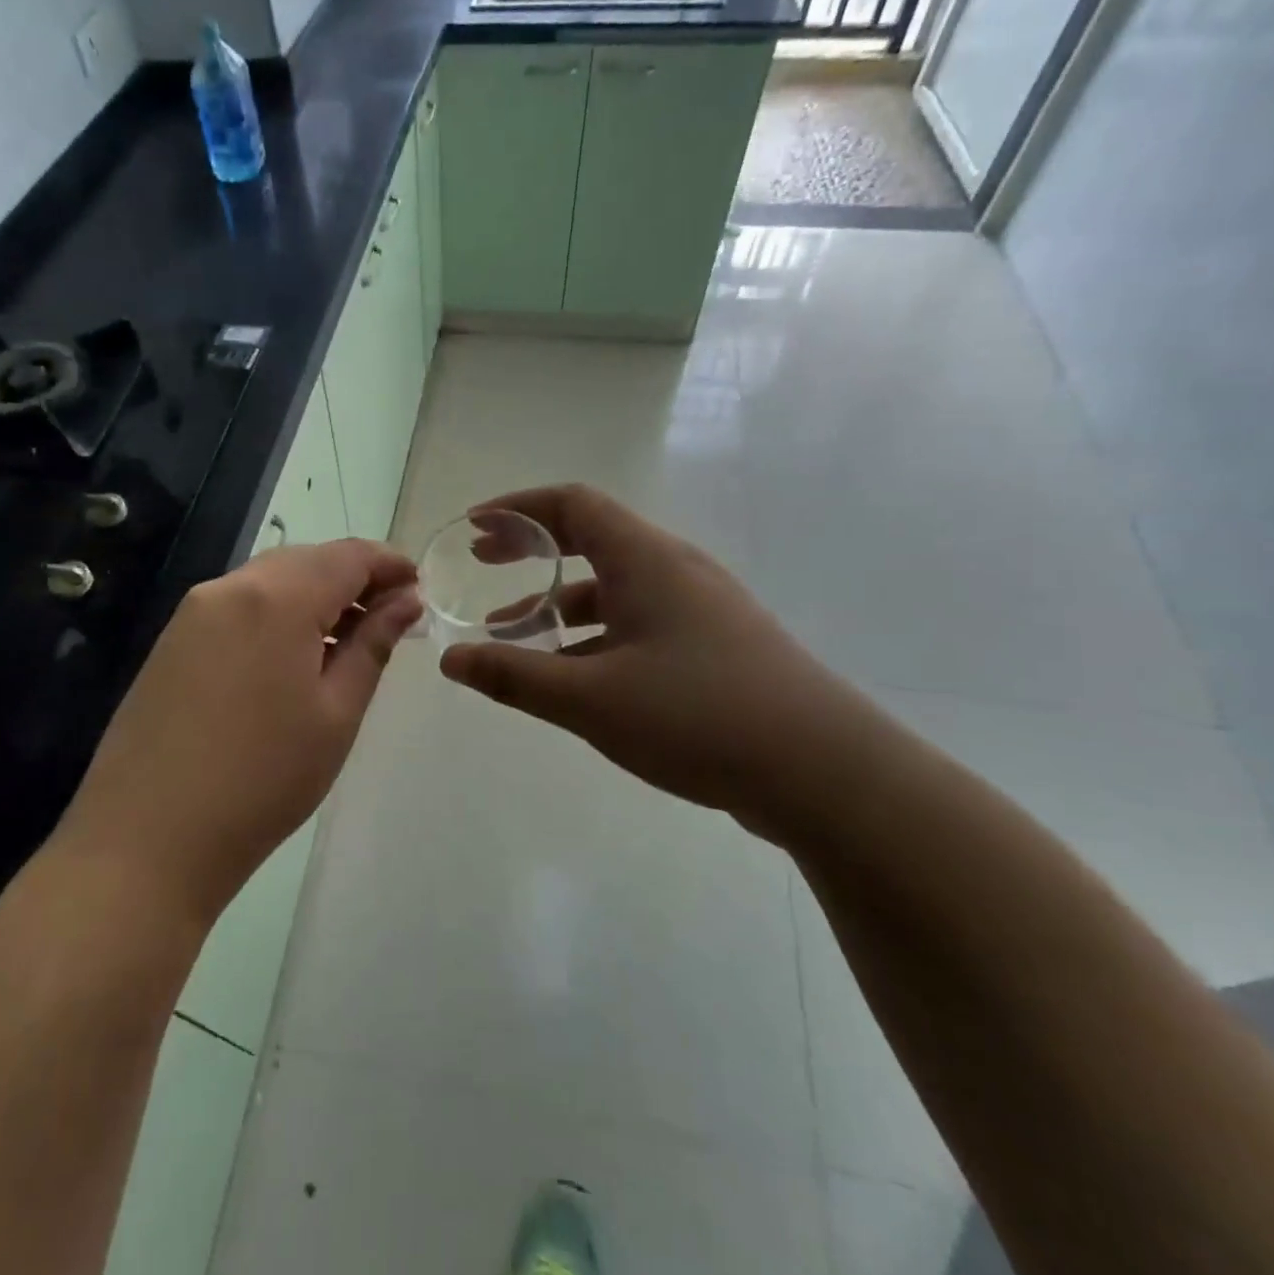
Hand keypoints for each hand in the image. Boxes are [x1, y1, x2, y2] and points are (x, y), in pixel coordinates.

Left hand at [66, 540, 421, 924]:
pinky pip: (238, 606)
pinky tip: (291, 658)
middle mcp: (229, 588)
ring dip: (314, 597)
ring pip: (269, 581)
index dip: (389, 563)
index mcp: (276, 598)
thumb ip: (373, 645)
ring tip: (346, 641)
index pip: (347, 555)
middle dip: (352, 578)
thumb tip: (404, 601)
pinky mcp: (171, 641)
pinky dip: (276, 614)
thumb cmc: (262, 780)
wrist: (146, 840)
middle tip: (388, 618)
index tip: (417, 587)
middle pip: (306, 561)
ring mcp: (192, 613)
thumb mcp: (336, 713)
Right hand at [440, 485, 875, 841]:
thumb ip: (514, 676)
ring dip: (559, 602)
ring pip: (613, 588)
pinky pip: (638, 622)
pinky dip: (593, 635)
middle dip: (531, 549)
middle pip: (591, 538)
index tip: (474, 527)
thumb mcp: (589, 699)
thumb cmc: (697, 716)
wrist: (823, 771)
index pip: (572, 504)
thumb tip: (450, 660)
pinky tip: (573, 675)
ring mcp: (699, 608)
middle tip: (482, 565)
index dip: (517, 508)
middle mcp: (674, 570)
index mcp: (646, 559)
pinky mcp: (714, 645)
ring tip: (513, 634)